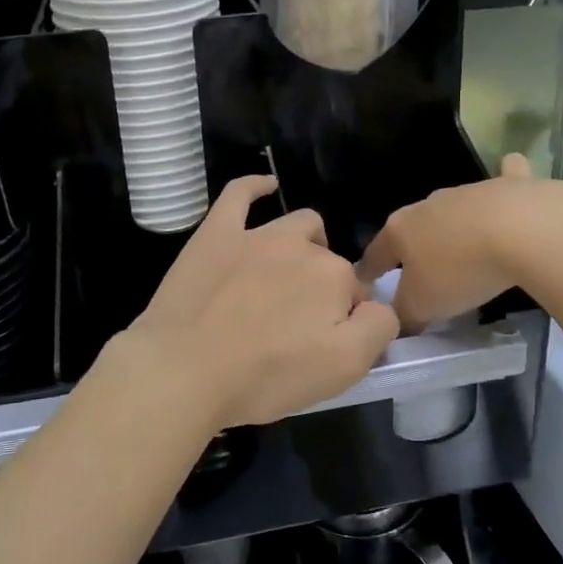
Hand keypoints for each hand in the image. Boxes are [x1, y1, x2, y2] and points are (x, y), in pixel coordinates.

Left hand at [120, 176, 399, 431]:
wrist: (184, 370)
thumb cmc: (265, 376)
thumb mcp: (342, 369)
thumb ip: (377, 329)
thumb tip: (378, 306)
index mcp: (334, 277)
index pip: (356, 295)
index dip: (345, 321)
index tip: (324, 346)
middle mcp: (300, 246)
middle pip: (327, 261)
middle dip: (324, 287)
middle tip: (299, 326)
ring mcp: (256, 235)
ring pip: (297, 225)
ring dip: (305, 244)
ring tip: (289, 276)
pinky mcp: (217, 233)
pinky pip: (239, 194)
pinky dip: (256, 187)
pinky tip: (265, 186)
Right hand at [359, 155, 562, 332]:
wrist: (521, 230)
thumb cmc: (460, 270)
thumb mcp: (423, 305)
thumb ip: (404, 314)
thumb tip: (397, 320)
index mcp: (400, 230)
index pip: (376, 253)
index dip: (369, 271)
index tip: (365, 282)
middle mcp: (427, 205)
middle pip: (413, 228)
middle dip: (413, 246)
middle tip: (420, 270)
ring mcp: (467, 191)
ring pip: (453, 209)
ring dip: (453, 225)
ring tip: (464, 248)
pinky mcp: (508, 186)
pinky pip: (503, 181)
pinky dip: (504, 181)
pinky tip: (510, 185)